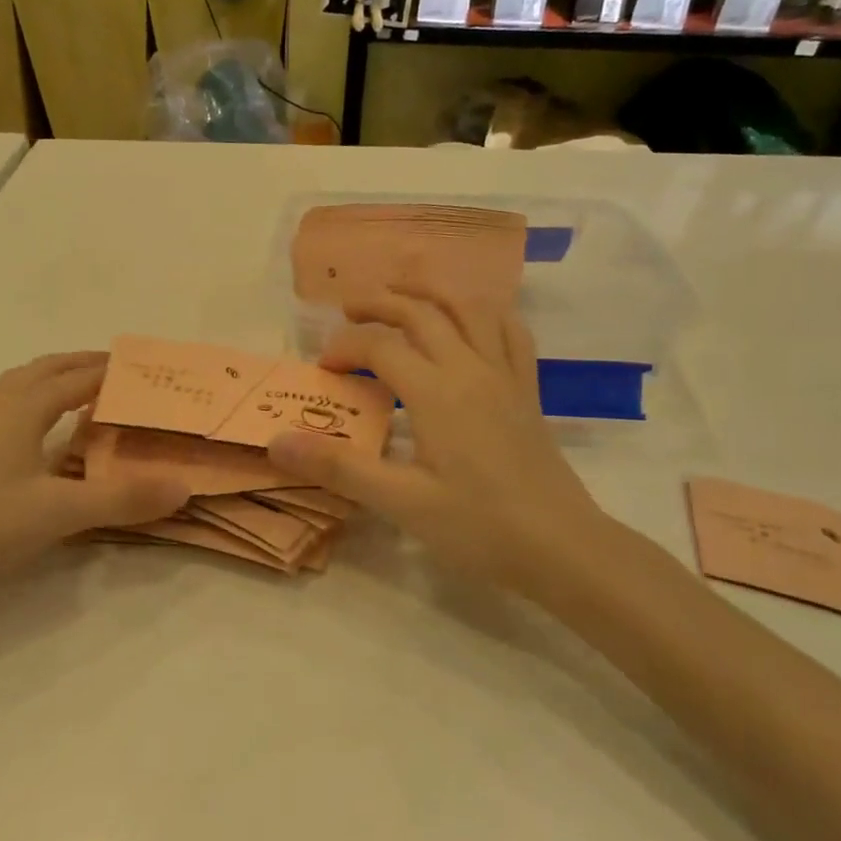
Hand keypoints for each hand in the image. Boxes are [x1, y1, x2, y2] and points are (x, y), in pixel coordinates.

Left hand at [0, 353, 188, 592]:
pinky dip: (31, 400)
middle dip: (83, 365)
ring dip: (54, 379)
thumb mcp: (61, 513)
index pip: (79, 376)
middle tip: (119, 374)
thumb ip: (122, 499)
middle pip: (47, 368)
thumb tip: (182, 487)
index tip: (145, 369)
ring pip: (20, 384)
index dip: (113, 370)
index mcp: (24, 406)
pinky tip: (33, 431)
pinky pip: (4, 404)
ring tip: (80, 393)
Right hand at [266, 286, 624, 596]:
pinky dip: (485, 312)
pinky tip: (473, 318)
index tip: (323, 368)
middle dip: (381, 303)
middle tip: (349, 309)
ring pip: (470, 308)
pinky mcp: (528, 390)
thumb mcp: (401, 502)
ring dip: (432, 292)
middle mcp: (471, 368)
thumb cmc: (479, 527)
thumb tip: (277, 441)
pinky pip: (511, 332)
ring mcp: (505, 375)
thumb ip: (338, 467)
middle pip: (422, 312)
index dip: (345, 347)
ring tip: (404, 292)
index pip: (381, 346)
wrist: (562, 547)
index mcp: (436, 391)